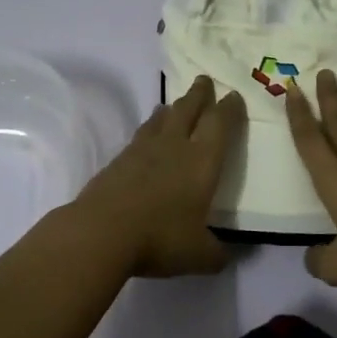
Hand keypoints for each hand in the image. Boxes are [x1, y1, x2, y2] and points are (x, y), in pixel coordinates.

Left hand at [71, 75, 247, 278]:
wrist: (102, 232)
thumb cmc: (160, 238)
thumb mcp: (199, 255)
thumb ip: (217, 254)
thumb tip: (228, 257)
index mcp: (202, 161)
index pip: (220, 124)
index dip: (230, 108)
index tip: (234, 96)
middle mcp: (175, 146)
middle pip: (189, 109)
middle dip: (200, 94)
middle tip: (205, 80)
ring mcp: (143, 150)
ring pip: (162, 119)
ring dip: (172, 108)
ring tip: (175, 103)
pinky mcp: (118, 160)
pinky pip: (140, 135)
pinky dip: (150, 128)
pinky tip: (147, 135)